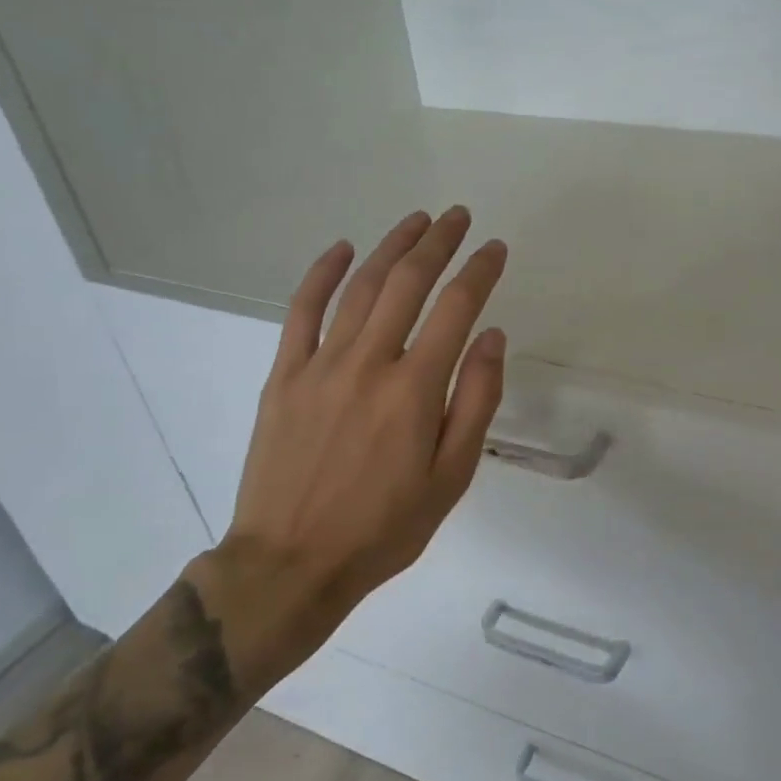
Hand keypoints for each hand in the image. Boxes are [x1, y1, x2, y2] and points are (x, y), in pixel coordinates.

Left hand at [194, 207, 508, 693]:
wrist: (291, 564)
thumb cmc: (384, 527)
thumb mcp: (451, 477)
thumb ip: (475, 401)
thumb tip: (490, 336)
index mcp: (414, 389)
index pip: (457, 308)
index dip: (480, 271)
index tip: (496, 249)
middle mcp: (369, 363)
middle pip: (408, 283)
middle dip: (439, 243)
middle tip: (459, 217)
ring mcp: (320, 365)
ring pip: (360, 287)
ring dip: (392, 247)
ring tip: (416, 221)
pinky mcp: (284, 376)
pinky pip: (302, 311)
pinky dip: (322, 274)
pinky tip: (342, 249)